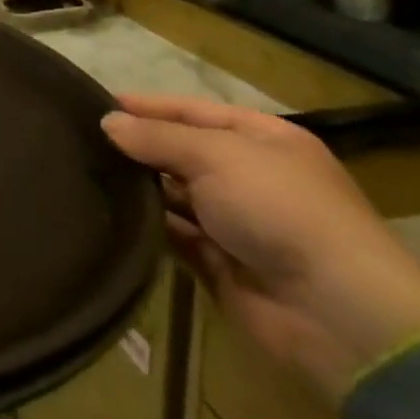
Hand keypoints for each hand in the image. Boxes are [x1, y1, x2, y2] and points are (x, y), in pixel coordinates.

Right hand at [103, 94, 419, 400]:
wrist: (338, 315)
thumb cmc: (280, 209)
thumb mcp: (215, 155)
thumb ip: (156, 137)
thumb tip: (107, 122)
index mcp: (263, 140)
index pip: (193, 111)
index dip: (147, 106)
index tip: (96, 103)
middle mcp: (250, 176)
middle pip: (182, 152)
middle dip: (138, 147)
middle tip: (81, 140)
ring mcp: (237, 222)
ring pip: (175, 194)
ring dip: (139, 187)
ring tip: (84, 173)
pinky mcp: (222, 264)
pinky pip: (175, 236)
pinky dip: (148, 226)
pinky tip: (110, 214)